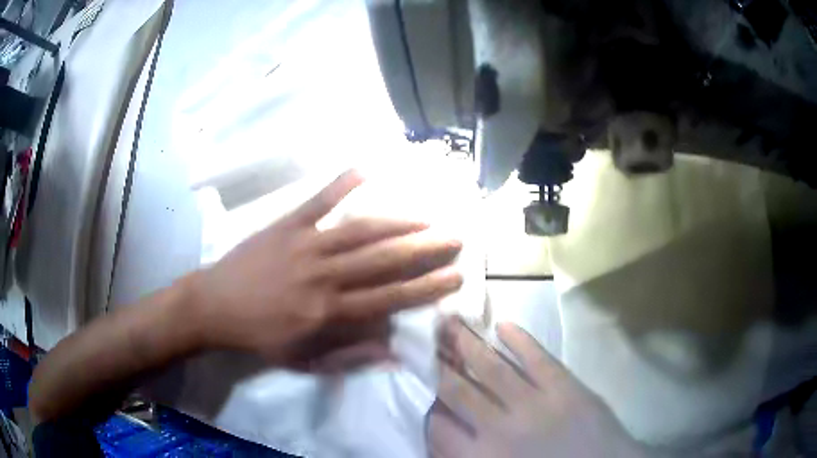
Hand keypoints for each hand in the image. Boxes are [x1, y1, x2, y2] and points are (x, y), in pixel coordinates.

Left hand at [186, 171, 463, 367]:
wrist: (214, 307)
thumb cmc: (259, 337)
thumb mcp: (303, 361)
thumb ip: (349, 356)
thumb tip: (393, 350)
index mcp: (328, 312)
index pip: (389, 298)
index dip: (426, 287)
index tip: (455, 275)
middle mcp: (323, 276)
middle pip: (383, 260)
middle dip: (424, 249)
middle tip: (454, 238)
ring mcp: (304, 245)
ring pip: (360, 230)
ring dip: (397, 222)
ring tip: (427, 217)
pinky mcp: (285, 226)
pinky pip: (316, 202)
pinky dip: (340, 184)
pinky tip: (364, 169)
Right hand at [429, 320, 649, 457]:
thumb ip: (466, 456)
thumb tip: (442, 435)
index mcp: (480, 456)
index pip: (438, 424)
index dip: (427, 403)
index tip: (423, 384)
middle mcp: (498, 427)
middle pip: (457, 389)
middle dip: (437, 362)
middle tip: (423, 337)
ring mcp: (533, 404)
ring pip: (491, 368)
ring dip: (467, 343)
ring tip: (448, 321)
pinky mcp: (564, 387)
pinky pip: (536, 358)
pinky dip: (519, 339)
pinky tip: (502, 325)